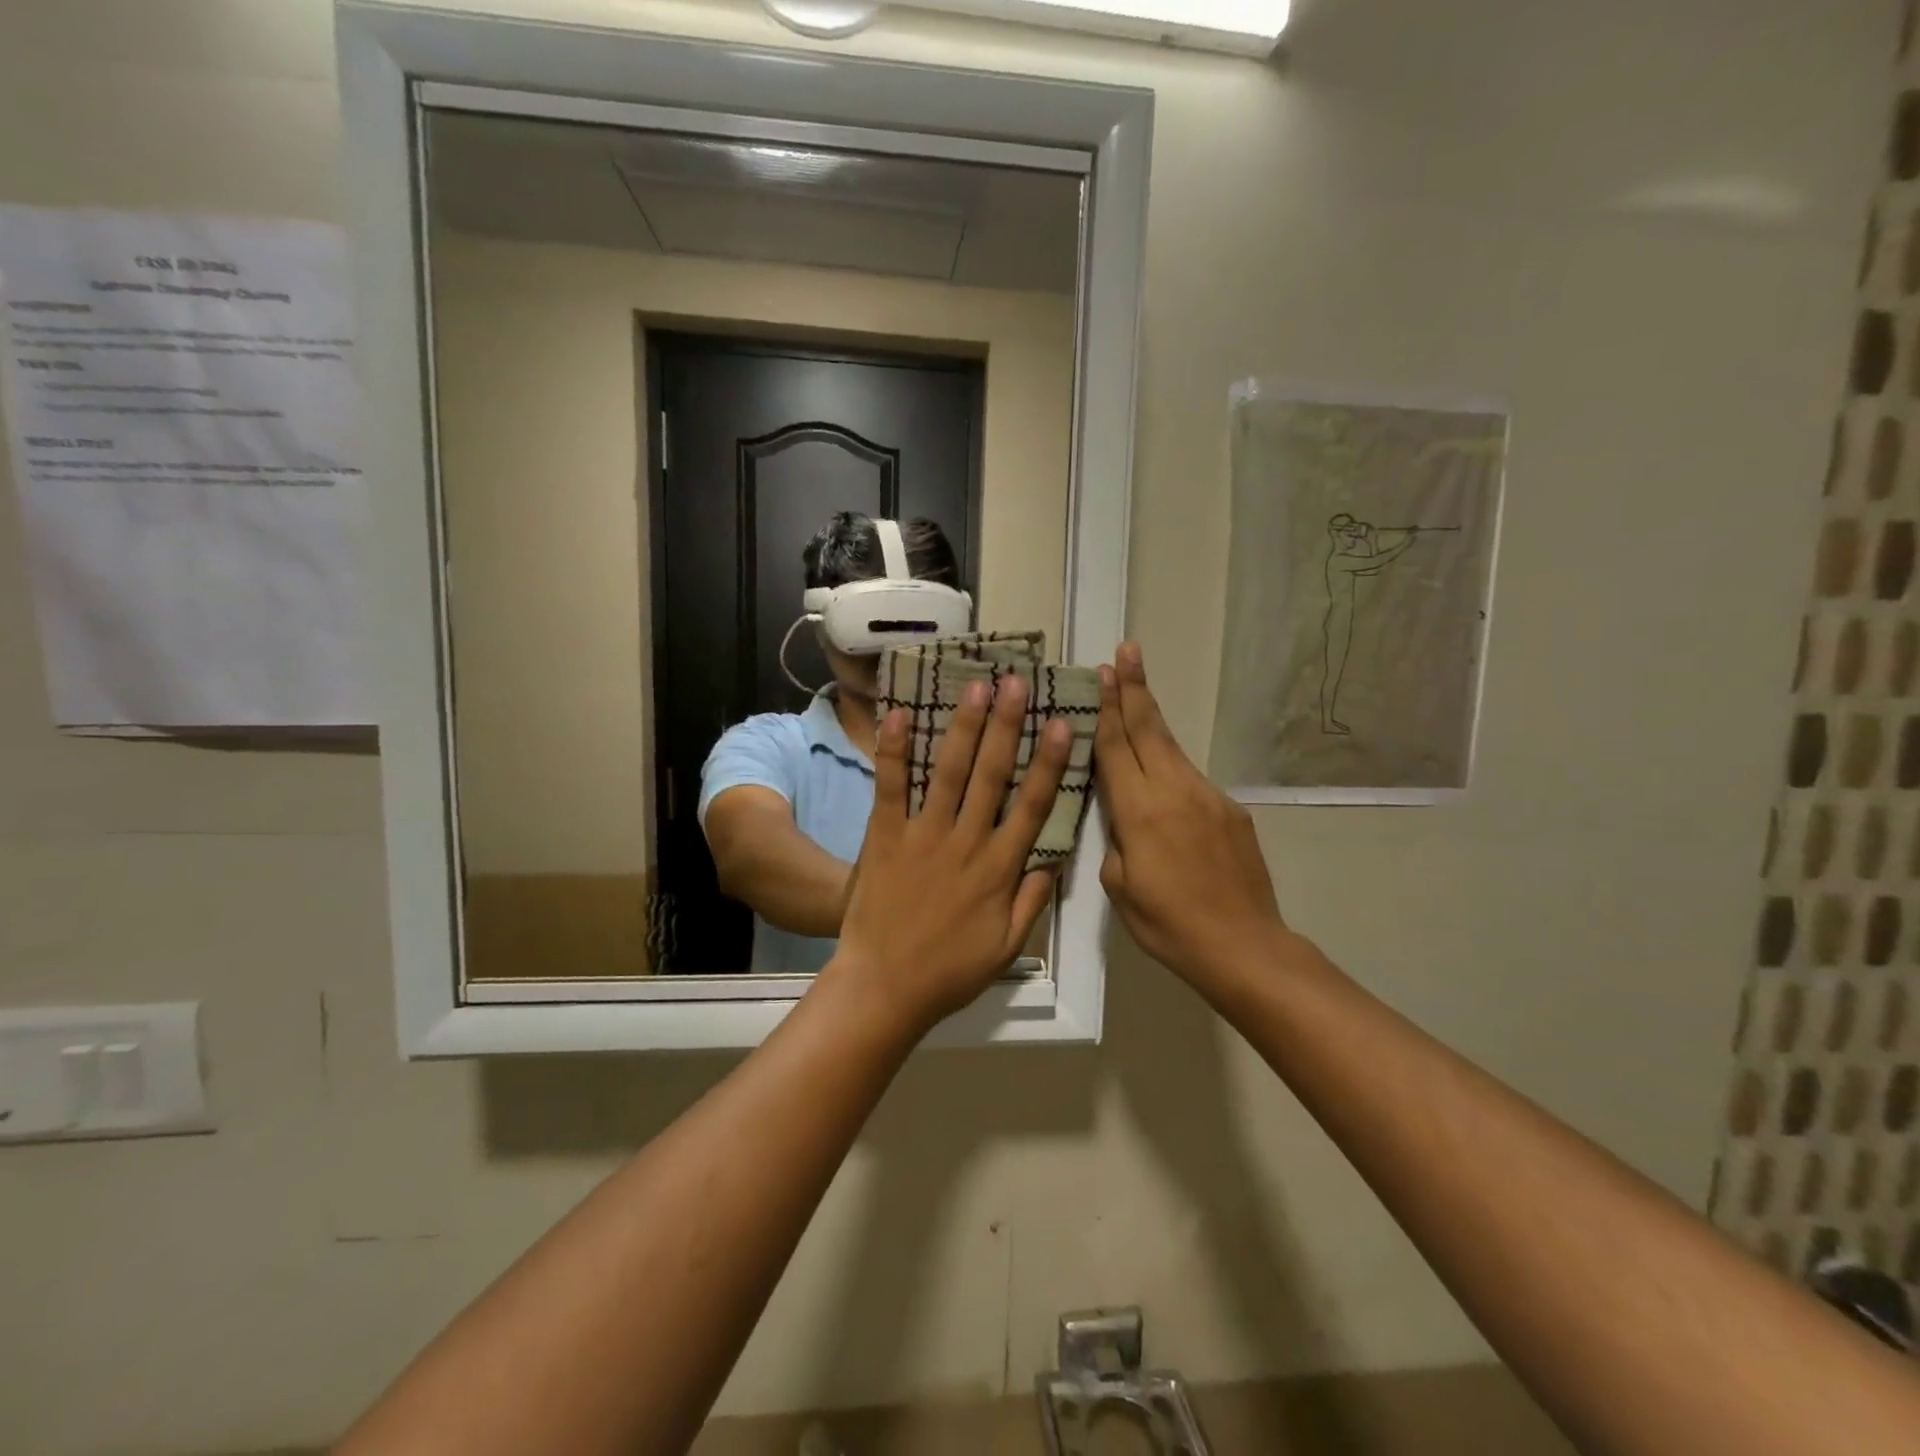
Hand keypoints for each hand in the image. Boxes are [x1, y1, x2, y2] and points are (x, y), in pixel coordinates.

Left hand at [831, 674, 1072, 1034]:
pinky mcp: (885, 835)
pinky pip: (891, 786)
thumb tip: (1054, 860)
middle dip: (1007, 726)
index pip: (1033, 805)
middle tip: (1016, 683)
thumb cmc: (949, 970)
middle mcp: (966, 842)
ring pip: (949, 772)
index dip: (1050, 763)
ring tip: (976, 686)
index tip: (1062, 725)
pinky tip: (901, 715)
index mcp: (999, 868)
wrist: (884, 986)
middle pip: (992, 775)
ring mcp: (923, 835)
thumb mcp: (1006, 946)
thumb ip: (1032, 901)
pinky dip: (896, 750)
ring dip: (964, 726)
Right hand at [1095, 644, 1288, 988]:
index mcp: (1140, 811)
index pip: (1118, 747)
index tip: (1103, 672)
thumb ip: (1114, 841)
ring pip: (1172, 748)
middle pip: (1149, 729)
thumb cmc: (1169, 924)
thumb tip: (1120, 819)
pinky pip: (1191, 779)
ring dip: (1151, 718)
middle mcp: (1175, 791)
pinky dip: (1171, 765)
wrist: (1244, 946)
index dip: (1107, 708)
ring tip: (1137, 692)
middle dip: (1134, 688)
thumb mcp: (1119, 887)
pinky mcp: (1231, 810)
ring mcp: (1208, 797)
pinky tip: (1162, 777)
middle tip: (1127, 652)